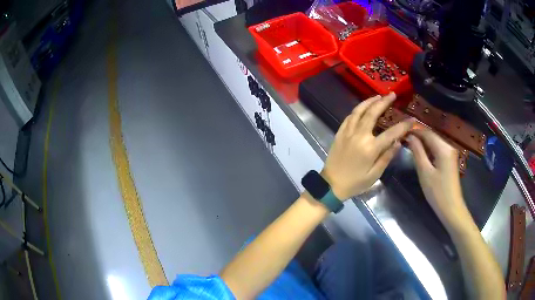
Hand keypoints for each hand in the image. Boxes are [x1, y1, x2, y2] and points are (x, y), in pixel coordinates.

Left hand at [322, 93, 414, 199]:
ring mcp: (347, 132)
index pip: (391, 133)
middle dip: (384, 102)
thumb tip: (398, 142)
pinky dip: (357, 109)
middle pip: (373, 113)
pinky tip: (362, 107)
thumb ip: (387, 157)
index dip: (403, 126)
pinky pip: (349, 117)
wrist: (330, 185)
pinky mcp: (339, 133)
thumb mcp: (374, 175)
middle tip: (392, 94)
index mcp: (370, 148)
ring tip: (378, 96)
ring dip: (369, 101)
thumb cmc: (355, 183)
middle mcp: (359, 136)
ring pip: (359, 111)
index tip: (411, 119)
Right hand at [406, 129, 469, 227]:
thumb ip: (417, 152)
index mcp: (443, 148)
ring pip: (435, 142)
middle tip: (404, 139)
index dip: (414, 131)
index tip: (401, 132)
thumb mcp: (425, 172)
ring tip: (410, 146)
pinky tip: (421, 154)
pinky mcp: (450, 160)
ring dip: (423, 143)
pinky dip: (429, 150)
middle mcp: (449, 146)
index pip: (427, 133)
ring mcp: (451, 153)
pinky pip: (438, 149)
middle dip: (418, 136)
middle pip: (432, 136)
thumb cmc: (437, 192)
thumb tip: (410, 136)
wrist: (451, 209)